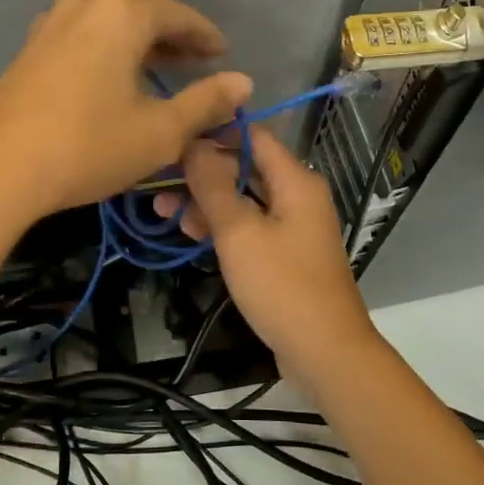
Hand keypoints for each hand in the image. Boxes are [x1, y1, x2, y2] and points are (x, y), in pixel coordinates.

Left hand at [0, 0, 252, 221]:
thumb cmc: (89, 145)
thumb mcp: (161, 131)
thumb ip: (206, 102)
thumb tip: (243, 82)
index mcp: (122, 13)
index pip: (178, 14)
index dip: (205, 36)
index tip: (223, 55)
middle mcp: (86, 4)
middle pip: (142, 14)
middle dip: (173, 38)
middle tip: (199, 63)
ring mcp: (51, 24)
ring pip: (110, 26)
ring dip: (139, 46)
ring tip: (161, 71)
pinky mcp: (30, 49)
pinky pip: (83, 39)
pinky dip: (109, 53)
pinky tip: (114, 80)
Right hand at [154, 129, 378, 383]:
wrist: (324, 351)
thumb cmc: (282, 286)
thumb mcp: (239, 233)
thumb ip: (213, 186)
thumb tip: (193, 144)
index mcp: (295, 180)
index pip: (252, 135)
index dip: (212, 132)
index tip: (172, 138)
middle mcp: (297, 195)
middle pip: (245, 167)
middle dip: (201, 173)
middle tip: (158, 183)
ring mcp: (292, 225)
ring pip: (243, 199)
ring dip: (206, 201)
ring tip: (163, 212)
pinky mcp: (284, 252)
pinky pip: (249, 225)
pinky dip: (222, 226)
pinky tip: (189, 233)